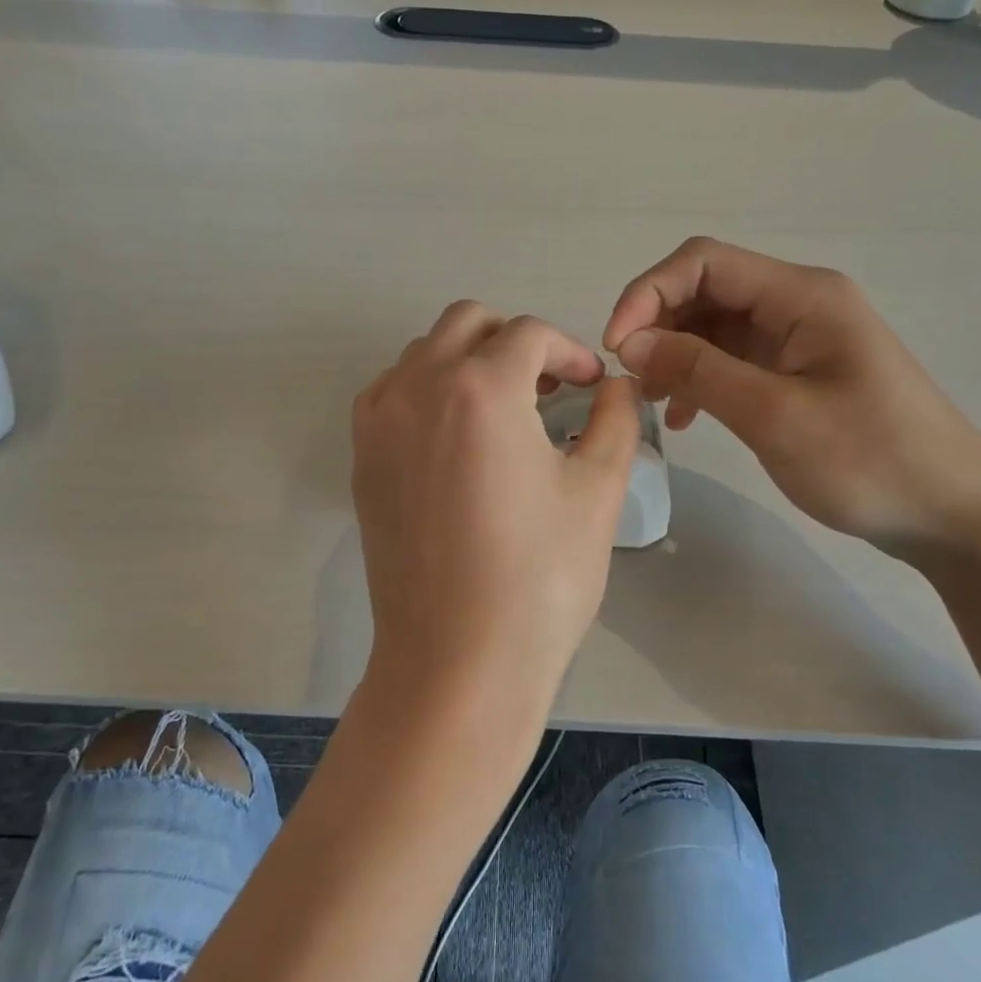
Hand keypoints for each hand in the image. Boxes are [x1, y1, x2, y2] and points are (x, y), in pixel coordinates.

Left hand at [352, 303, 640, 717]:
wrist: (456, 659)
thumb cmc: (540, 577)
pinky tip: (458, 435)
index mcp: (481, 387)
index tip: (591, 385)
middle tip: (549, 386)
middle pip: (469, 322)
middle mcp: (419, 386)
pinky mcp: (363, 457)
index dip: (570, 351)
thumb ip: (615, 419)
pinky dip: (428, 388)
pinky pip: (393, 390)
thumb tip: (617, 385)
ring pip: (424, 351)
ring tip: (505, 409)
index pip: (530, 334)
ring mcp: (381, 421)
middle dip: (516, 340)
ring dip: (469, 359)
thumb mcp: (598, 491)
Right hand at [603, 238, 980, 557]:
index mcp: (801, 295)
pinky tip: (684, 417)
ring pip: (714, 328)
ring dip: (674, 356)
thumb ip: (700, 371)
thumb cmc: (870, 460)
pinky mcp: (796, 373)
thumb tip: (630, 344)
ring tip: (650, 402)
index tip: (616, 347)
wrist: (950, 515)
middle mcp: (797, 304)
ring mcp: (798, 339)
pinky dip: (700, 380)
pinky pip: (732, 360)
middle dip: (658, 326)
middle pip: (705, 290)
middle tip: (629, 381)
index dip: (648, 293)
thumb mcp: (775, 415)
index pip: (703, 262)